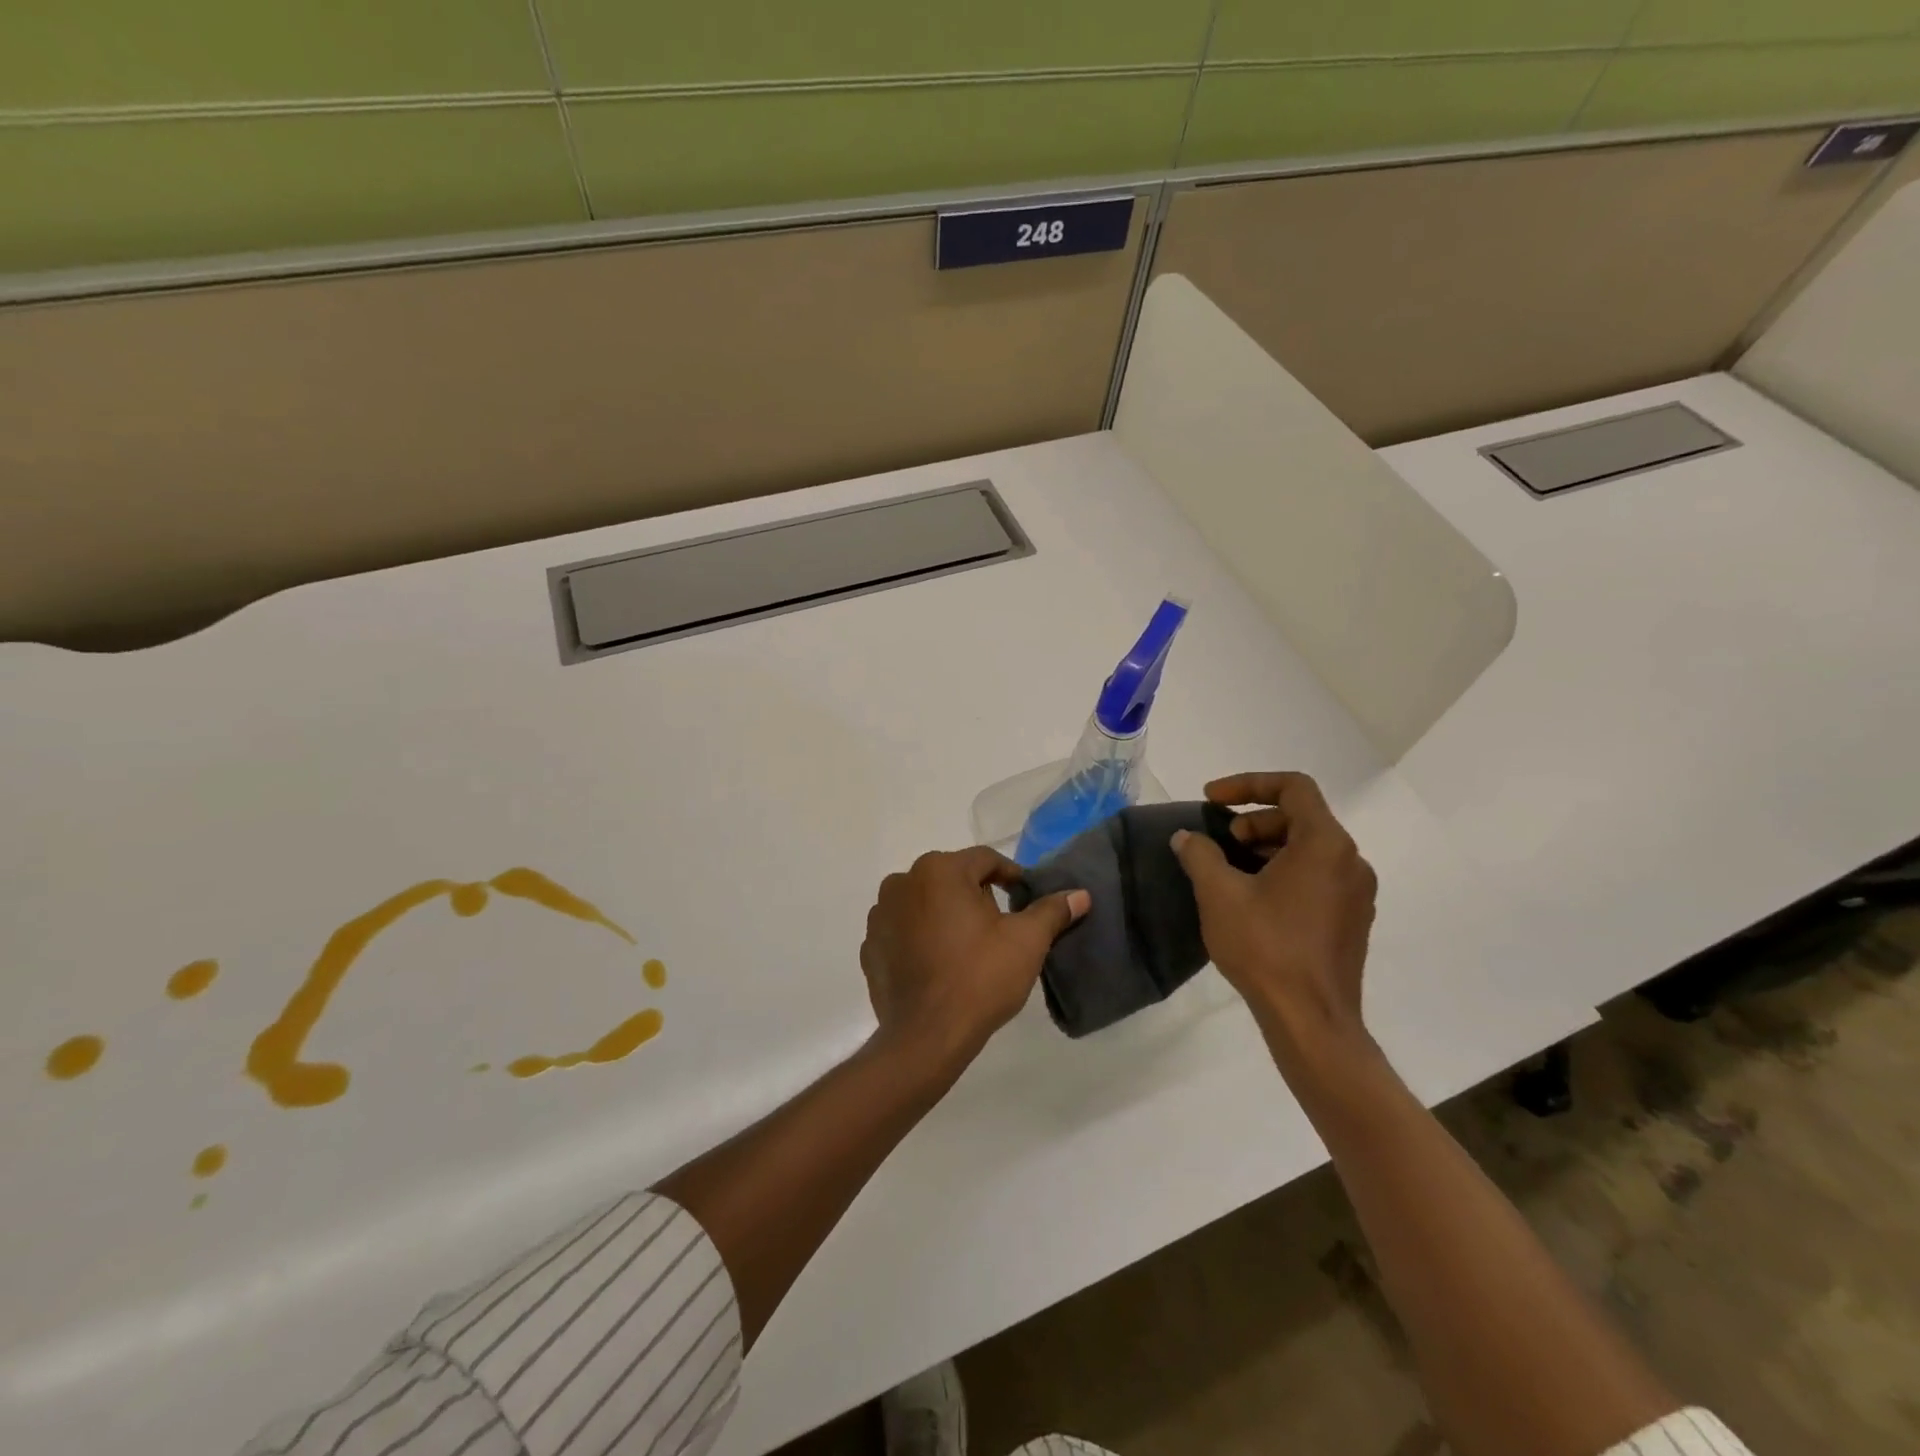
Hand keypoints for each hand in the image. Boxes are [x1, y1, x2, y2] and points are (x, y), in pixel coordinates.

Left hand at [859, 847, 1089, 1068]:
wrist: (926, 1037)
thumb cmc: (980, 978)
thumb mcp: (1026, 942)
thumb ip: (1051, 911)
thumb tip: (1079, 895)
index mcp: (939, 870)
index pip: (984, 859)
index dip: (1010, 876)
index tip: (1025, 897)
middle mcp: (903, 881)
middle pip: (951, 878)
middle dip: (976, 896)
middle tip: (999, 928)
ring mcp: (880, 914)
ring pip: (925, 902)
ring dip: (945, 915)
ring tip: (967, 948)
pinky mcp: (870, 945)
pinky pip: (903, 930)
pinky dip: (920, 938)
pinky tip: (938, 964)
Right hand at [1170, 772, 1376, 1058]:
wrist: (1311, 1020)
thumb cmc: (1266, 947)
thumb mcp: (1219, 894)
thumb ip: (1199, 854)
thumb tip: (1187, 838)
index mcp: (1325, 844)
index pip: (1293, 787)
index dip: (1248, 784)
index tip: (1211, 800)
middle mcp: (1351, 861)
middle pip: (1302, 817)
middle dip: (1255, 820)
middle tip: (1220, 840)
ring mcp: (1357, 893)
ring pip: (1310, 849)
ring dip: (1267, 847)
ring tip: (1230, 870)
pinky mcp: (1352, 920)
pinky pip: (1318, 876)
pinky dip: (1284, 871)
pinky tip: (1253, 899)